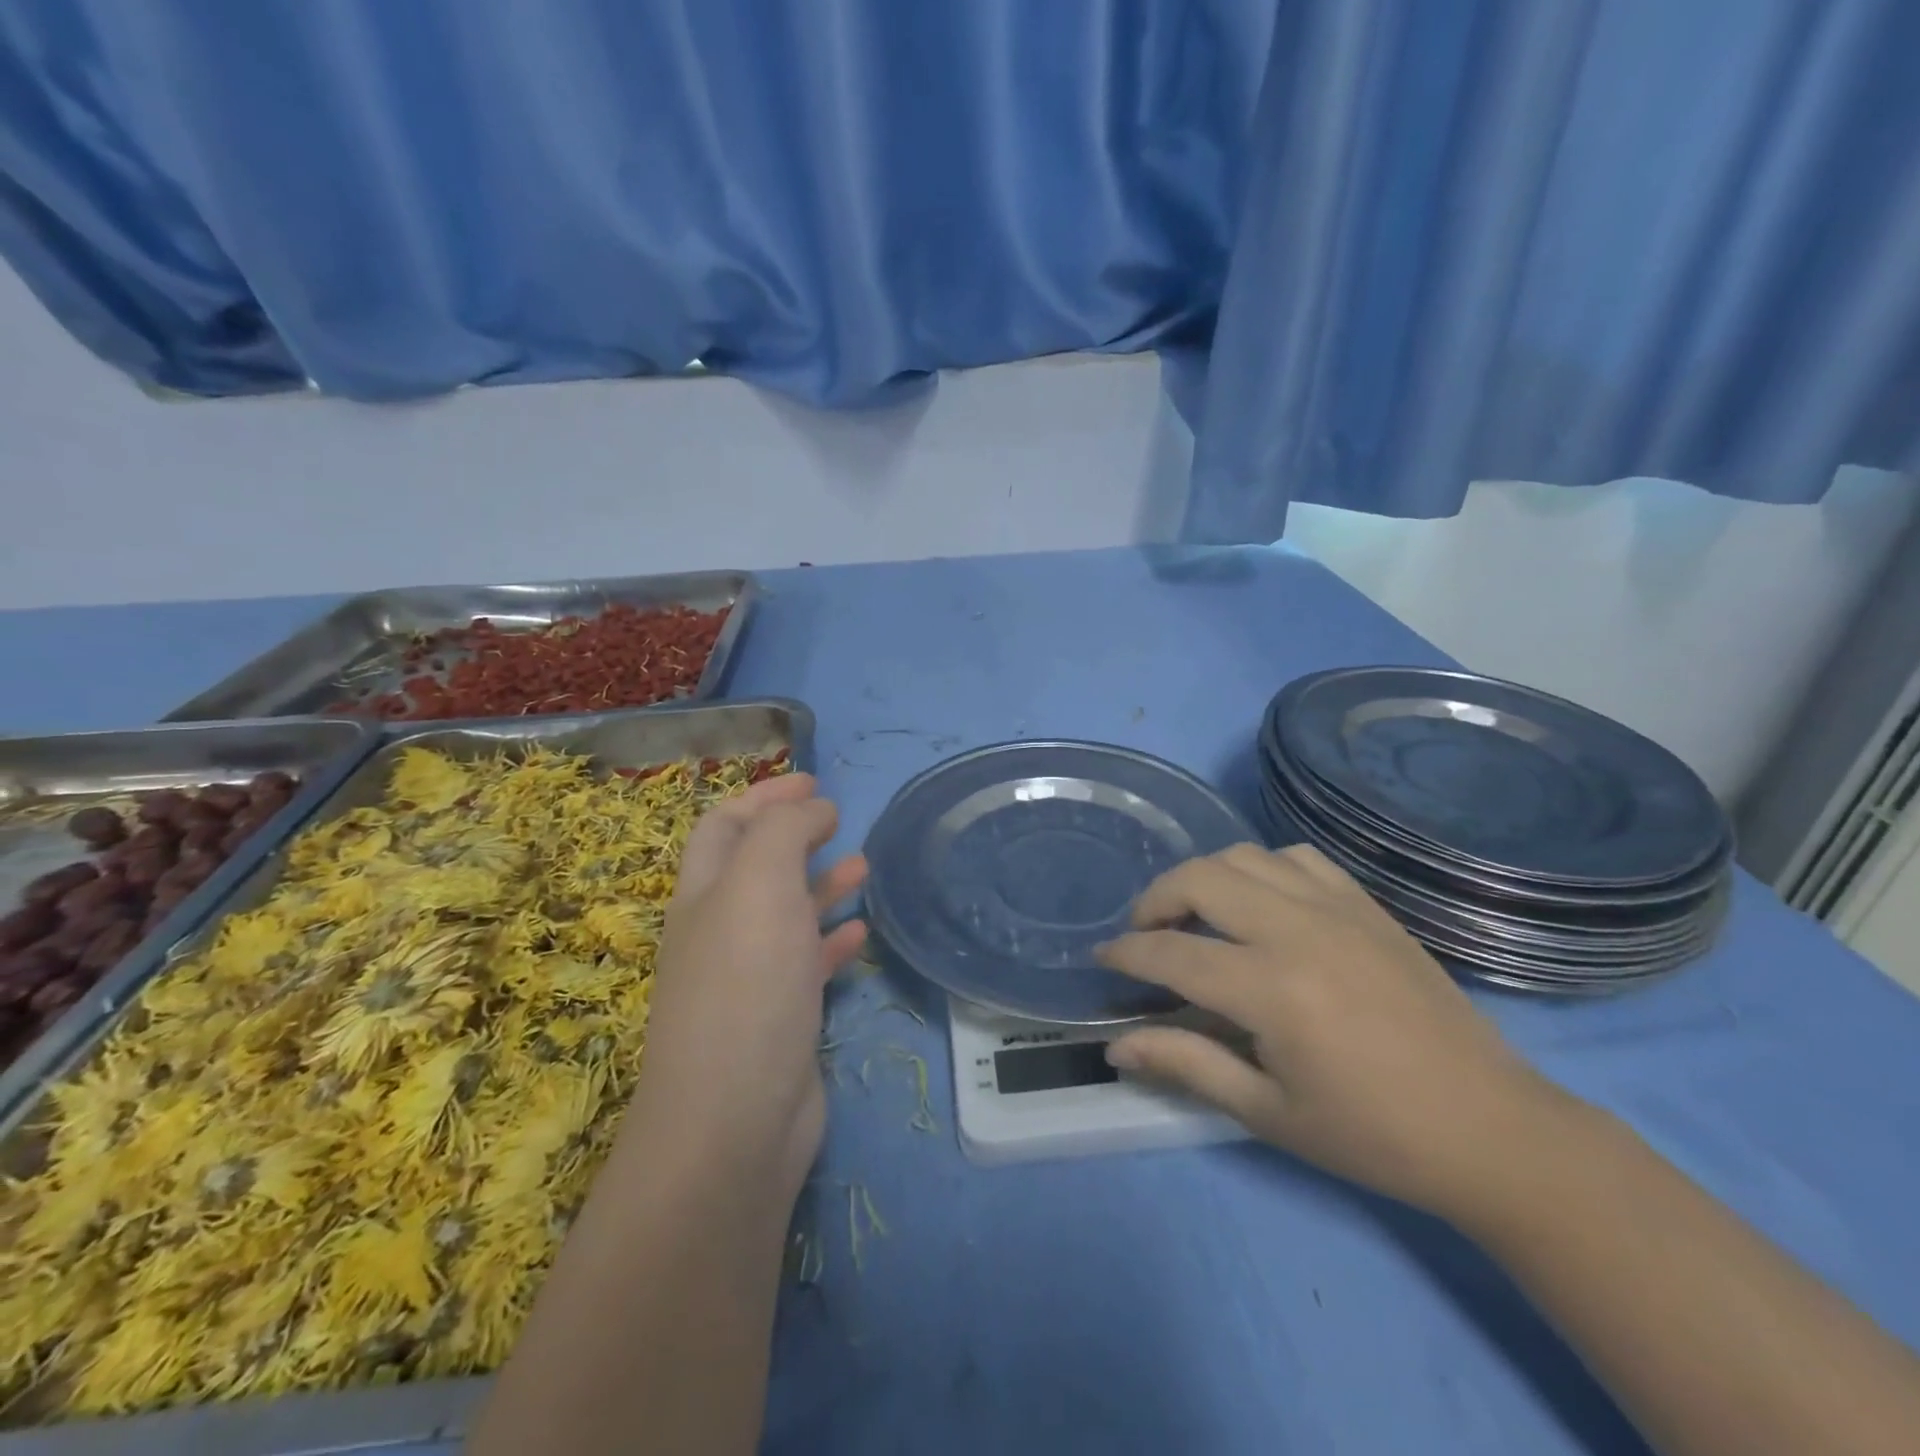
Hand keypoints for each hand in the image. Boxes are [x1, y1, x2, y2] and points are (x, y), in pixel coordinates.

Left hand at [629, 774, 867, 1198]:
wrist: (735, 1121)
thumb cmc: (746, 986)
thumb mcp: (760, 885)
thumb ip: (785, 831)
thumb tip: (814, 809)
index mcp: (703, 894)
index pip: (724, 825)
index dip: (764, 795)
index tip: (814, 780)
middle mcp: (719, 930)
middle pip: (754, 865)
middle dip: (793, 834)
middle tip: (838, 816)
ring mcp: (749, 977)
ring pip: (786, 913)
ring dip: (819, 883)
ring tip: (863, 865)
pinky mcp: (780, 1017)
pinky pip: (808, 962)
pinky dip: (832, 938)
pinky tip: (860, 930)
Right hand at [1096, 844, 1574, 1218]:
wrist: (1491, 1128)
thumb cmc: (1372, 1135)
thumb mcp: (1268, 1112)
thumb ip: (1186, 1065)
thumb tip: (1115, 1046)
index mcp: (1272, 990)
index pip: (1172, 952)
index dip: (1126, 953)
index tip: (1102, 958)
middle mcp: (1298, 931)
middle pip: (1199, 879)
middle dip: (1154, 900)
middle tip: (1144, 934)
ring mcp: (1337, 908)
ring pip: (1243, 856)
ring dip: (1203, 878)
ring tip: (1195, 914)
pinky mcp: (1367, 905)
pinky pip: (1296, 857)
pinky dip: (1260, 867)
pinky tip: (1259, 902)